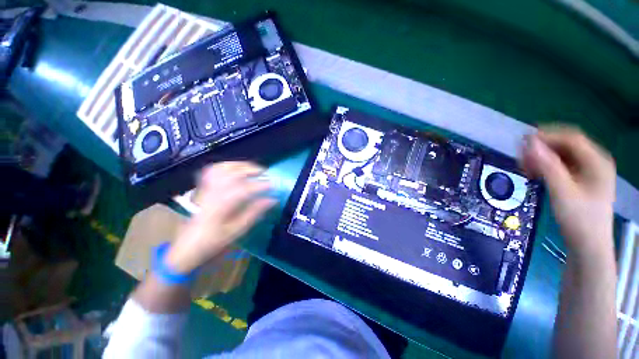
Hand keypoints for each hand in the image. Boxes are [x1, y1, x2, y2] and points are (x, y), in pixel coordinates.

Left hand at [166, 162, 276, 273]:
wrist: (186, 246)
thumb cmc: (213, 241)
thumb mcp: (237, 230)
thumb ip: (254, 213)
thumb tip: (272, 200)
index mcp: (221, 206)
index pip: (244, 189)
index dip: (260, 185)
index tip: (272, 185)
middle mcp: (212, 193)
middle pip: (232, 173)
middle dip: (251, 170)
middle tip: (265, 173)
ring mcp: (206, 188)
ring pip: (222, 168)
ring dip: (240, 165)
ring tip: (252, 168)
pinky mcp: (202, 188)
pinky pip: (213, 170)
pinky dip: (226, 166)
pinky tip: (235, 168)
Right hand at [520, 126, 615, 255]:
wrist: (588, 246)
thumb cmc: (579, 219)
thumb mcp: (562, 192)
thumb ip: (547, 166)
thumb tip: (529, 143)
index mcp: (597, 162)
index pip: (571, 138)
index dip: (547, 136)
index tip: (522, 142)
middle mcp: (595, 162)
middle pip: (566, 145)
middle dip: (542, 148)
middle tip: (520, 157)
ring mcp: (588, 172)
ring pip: (562, 155)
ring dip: (542, 158)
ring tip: (524, 166)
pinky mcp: (580, 180)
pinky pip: (561, 166)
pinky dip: (546, 167)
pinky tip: (534, 173)